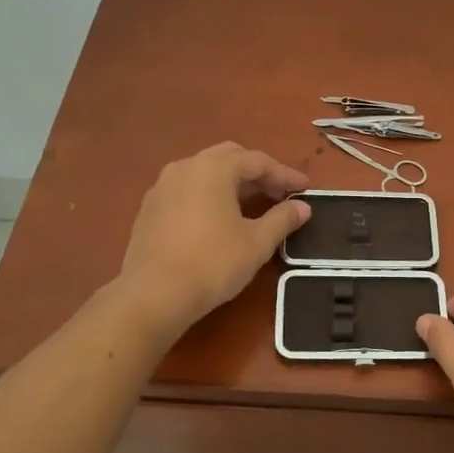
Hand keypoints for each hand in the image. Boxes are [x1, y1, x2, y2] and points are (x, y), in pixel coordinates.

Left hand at [117, 142, 309, 331]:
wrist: (153, 294)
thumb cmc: (212, 263)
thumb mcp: (256, 243)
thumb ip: (282, 220)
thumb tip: (303, 207)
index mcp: (214, 168)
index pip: (257, 161)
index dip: (284, 174)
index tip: (304, 188)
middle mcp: (186, 167)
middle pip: (229, 158)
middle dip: (256, 173)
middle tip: (278, 193)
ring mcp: (162, 186)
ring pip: (204, 172)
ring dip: (230, 183)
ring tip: (250, 205)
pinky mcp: (149, 208)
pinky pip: (186, 190)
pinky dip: (208, 195)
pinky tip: (217, 219)